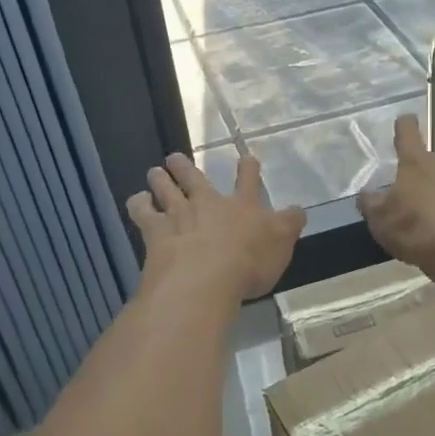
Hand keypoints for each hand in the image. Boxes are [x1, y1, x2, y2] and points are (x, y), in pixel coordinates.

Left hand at [127, 152, 305, 303]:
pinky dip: (138, 205)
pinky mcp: (156, 232)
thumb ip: (289, 226)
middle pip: (195, 179)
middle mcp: (209, 204)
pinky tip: (136, 201)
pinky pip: (143, 212)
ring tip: (154, 171)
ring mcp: (179, 215)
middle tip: (175, 157)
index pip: (248, 182)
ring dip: (160, 180)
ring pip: (166, 190)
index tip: (246, 157)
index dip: (248, 169)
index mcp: (242, 207)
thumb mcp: (281, 246)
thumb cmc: (248, 263)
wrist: (205, 277)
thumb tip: (299, 210)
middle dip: (186, 167)